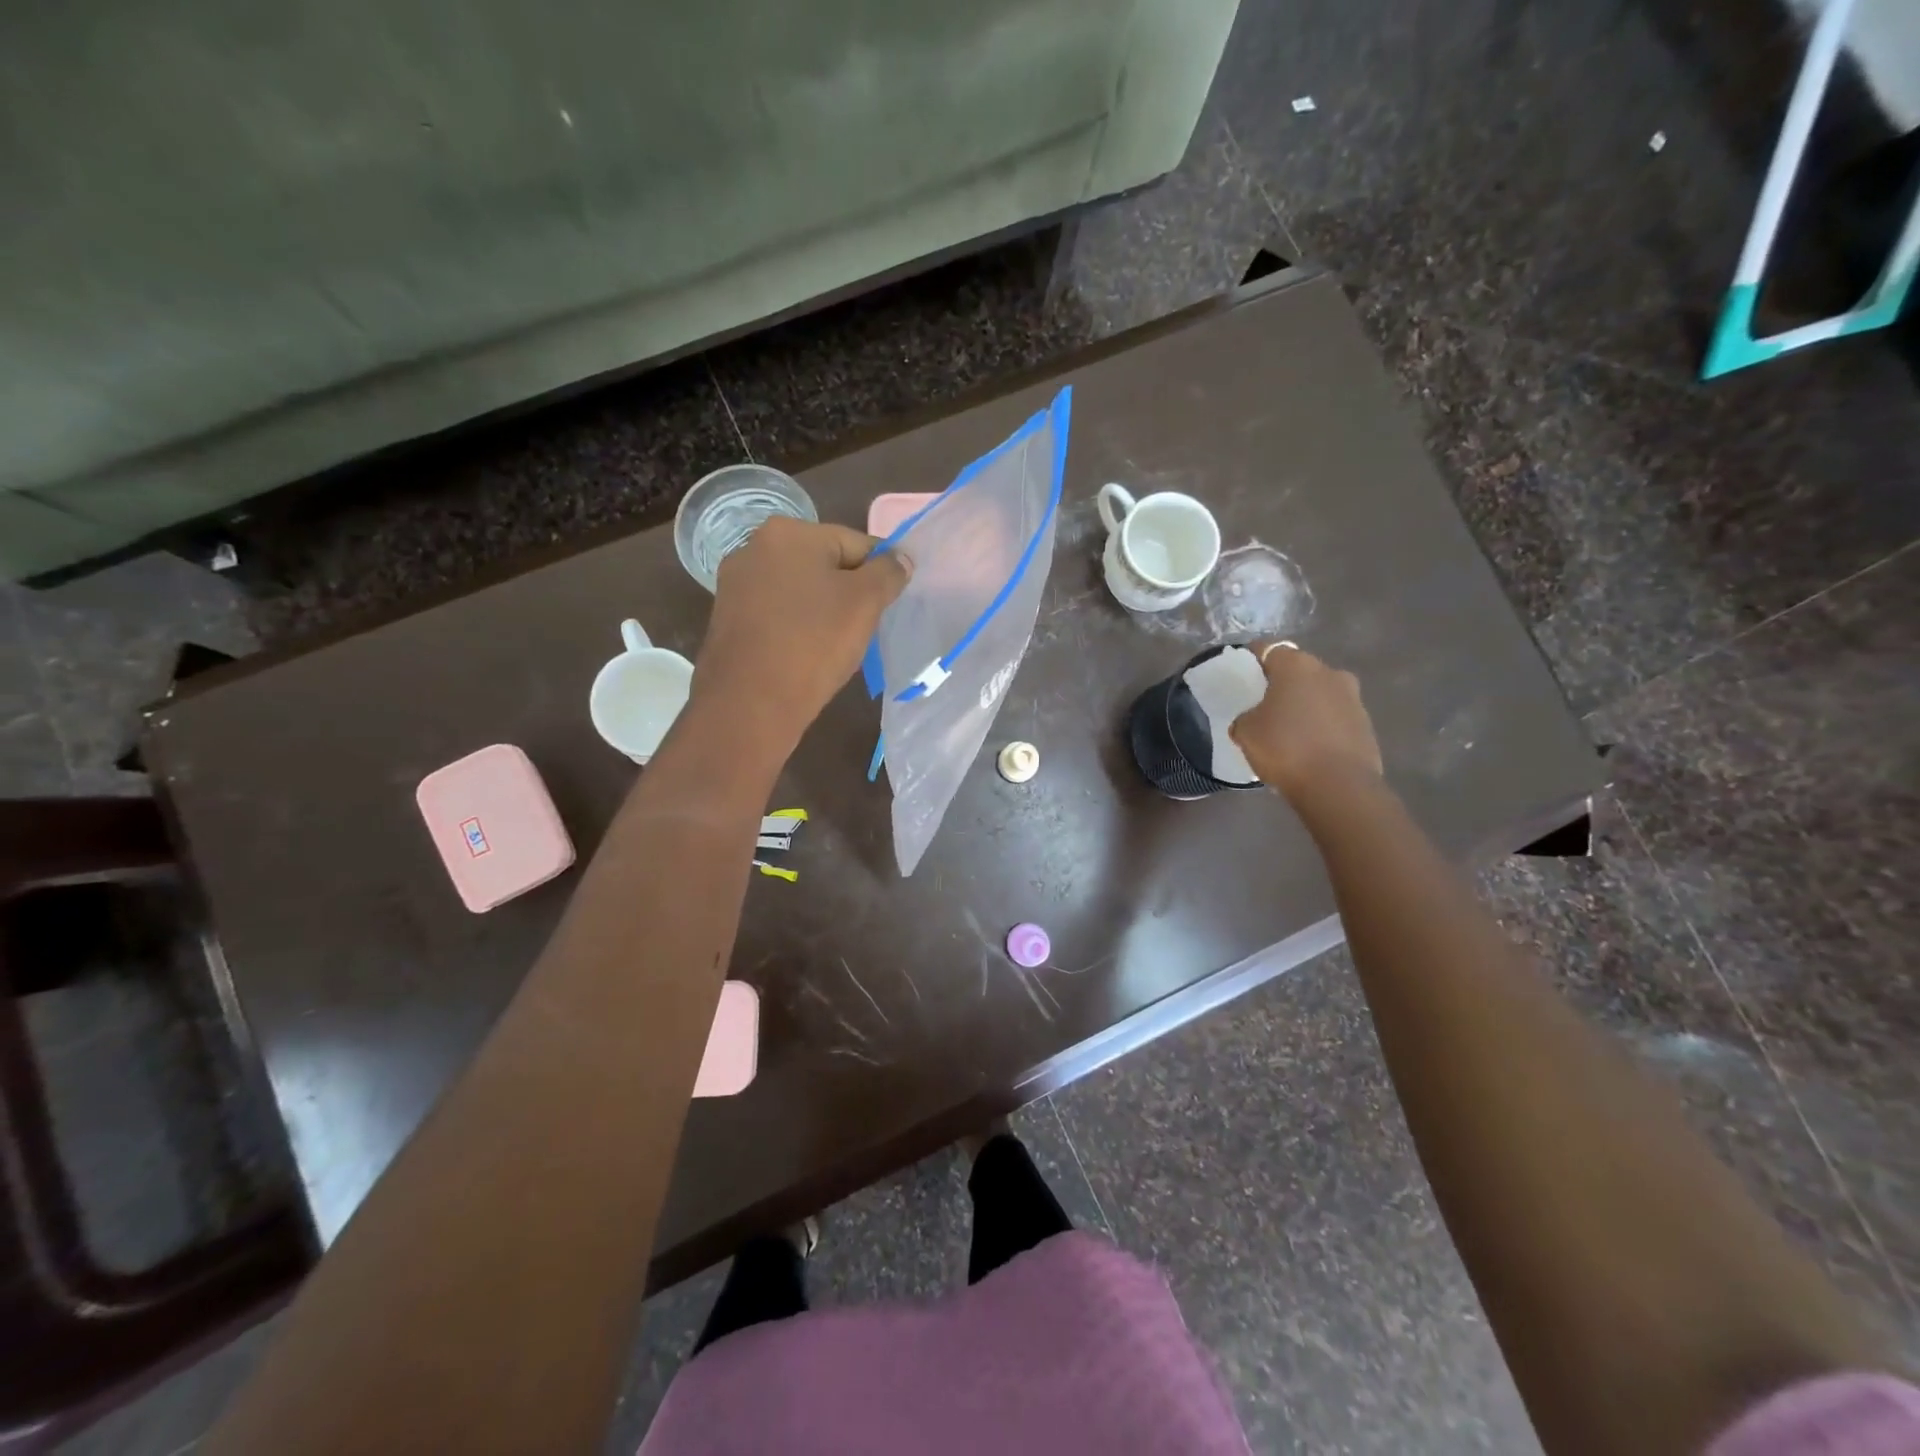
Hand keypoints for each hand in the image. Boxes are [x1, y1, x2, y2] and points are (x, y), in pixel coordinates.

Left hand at [695, 517, 909, 752]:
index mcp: (788, 532)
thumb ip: (888, 573)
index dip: (880, 573)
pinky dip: (798, 628)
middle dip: (850, 592)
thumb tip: (901, 558)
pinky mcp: (728, 619)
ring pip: (800, 591)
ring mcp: (736, 585)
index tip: (890, 605)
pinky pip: (778, 615)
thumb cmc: (813, 643)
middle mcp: (754, 547)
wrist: (750, 704)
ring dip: (824, 611)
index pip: (856, 543)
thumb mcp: (865, 603)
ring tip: (838, 645)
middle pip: (825, 564)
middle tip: (866, 627)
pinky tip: (808, 654)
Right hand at [1228, 642, 1382, 803]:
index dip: (1253, 658)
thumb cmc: (1285, 748)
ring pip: (1321, 693)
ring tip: (1288, 728)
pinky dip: (1322, 726)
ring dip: (1306, 704)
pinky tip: (1309, 747)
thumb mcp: (1246, 732)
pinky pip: (1335, 718)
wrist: (1338, 786)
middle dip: (1283, 682)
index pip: (1268, 649)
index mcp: (1296, 666)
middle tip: (1265, 702)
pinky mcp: (1366, 725)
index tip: (1243, 670)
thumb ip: (1245, 718)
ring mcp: (1353, 698)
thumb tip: (1252, 720)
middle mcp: (1329, 672)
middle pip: (1299, 670)